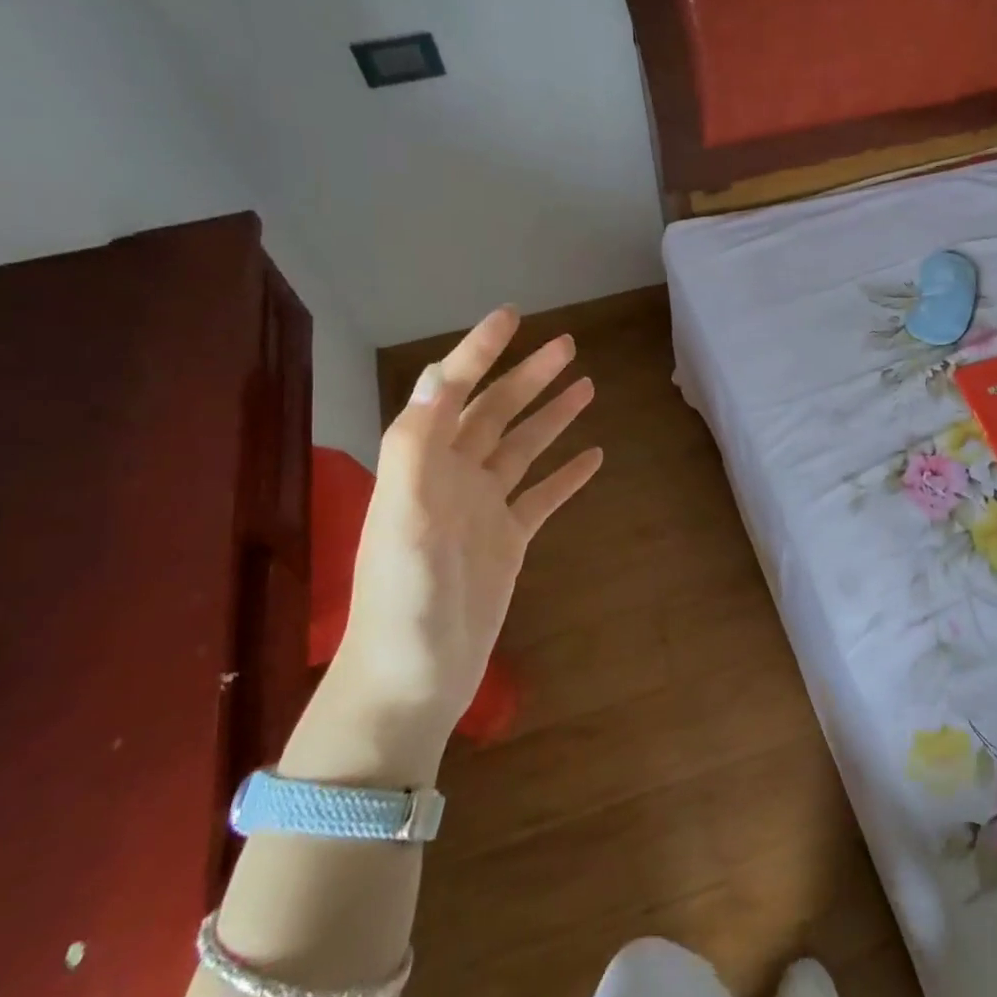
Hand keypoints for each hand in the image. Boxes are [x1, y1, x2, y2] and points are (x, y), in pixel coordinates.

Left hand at [328, 307, 601, 744]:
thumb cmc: (403, 601)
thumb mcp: (402, 519)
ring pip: (522, 449)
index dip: (480, 351)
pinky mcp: (508, 542)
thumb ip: (417, 446)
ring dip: (551, 417)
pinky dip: (567, 475)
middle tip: (568, 346)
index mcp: (424, 465)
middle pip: (497, 413)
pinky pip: (543, 497)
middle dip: (529, 377)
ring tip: (587, 387)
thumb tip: (440, 375)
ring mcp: (483, 510)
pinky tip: (594, 457)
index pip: (454, 392)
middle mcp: (453, 478)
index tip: (512, 316)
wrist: (412, 680)